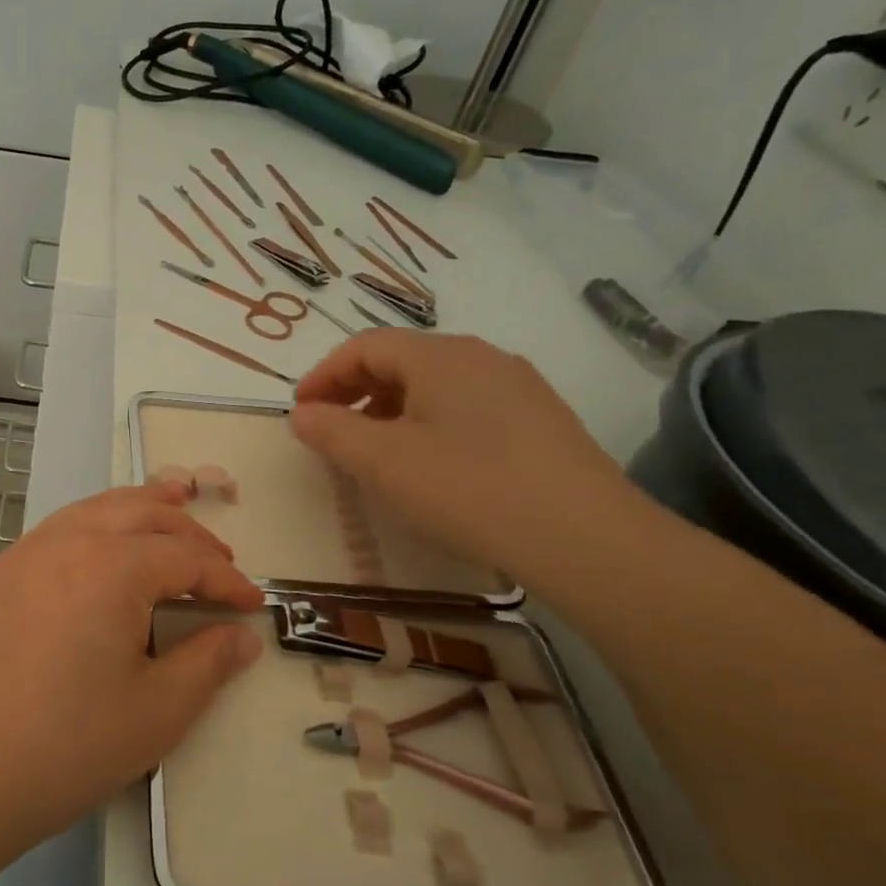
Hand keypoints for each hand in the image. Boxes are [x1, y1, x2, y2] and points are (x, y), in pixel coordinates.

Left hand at [0, 483, 264, 839]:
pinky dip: (98, 520)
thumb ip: (208, 664)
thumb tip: (242, 636)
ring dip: (140, 507)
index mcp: (113, 566)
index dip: (225, 579)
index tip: (253, 602)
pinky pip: (62, 525)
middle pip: (142, 512)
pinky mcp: (3, 572)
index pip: (185, 557)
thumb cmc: (67, 744)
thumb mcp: (157, 711)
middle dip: (188, 530)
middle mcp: (70, 540)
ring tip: (171, 504)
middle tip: (219, 559)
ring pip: (97, 507)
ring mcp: (29, 551)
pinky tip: (103, 545)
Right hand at [289, 331, 637, 578]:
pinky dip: (431, 424)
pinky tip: (433, 465)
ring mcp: (518, 387)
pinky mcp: (541, 420)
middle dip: (356, 391)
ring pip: (436, 384)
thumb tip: (303, 414)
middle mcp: (481, 357)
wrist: (586, 540)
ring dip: (392, 409)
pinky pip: (468, 407)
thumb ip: (332, 432)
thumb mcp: (382, 463)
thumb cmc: (468, 489)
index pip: (365, 346)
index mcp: (439, 356)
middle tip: (331, 431)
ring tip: (376, 452)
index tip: (300, 412)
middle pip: (401, 360)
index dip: (323, 375)